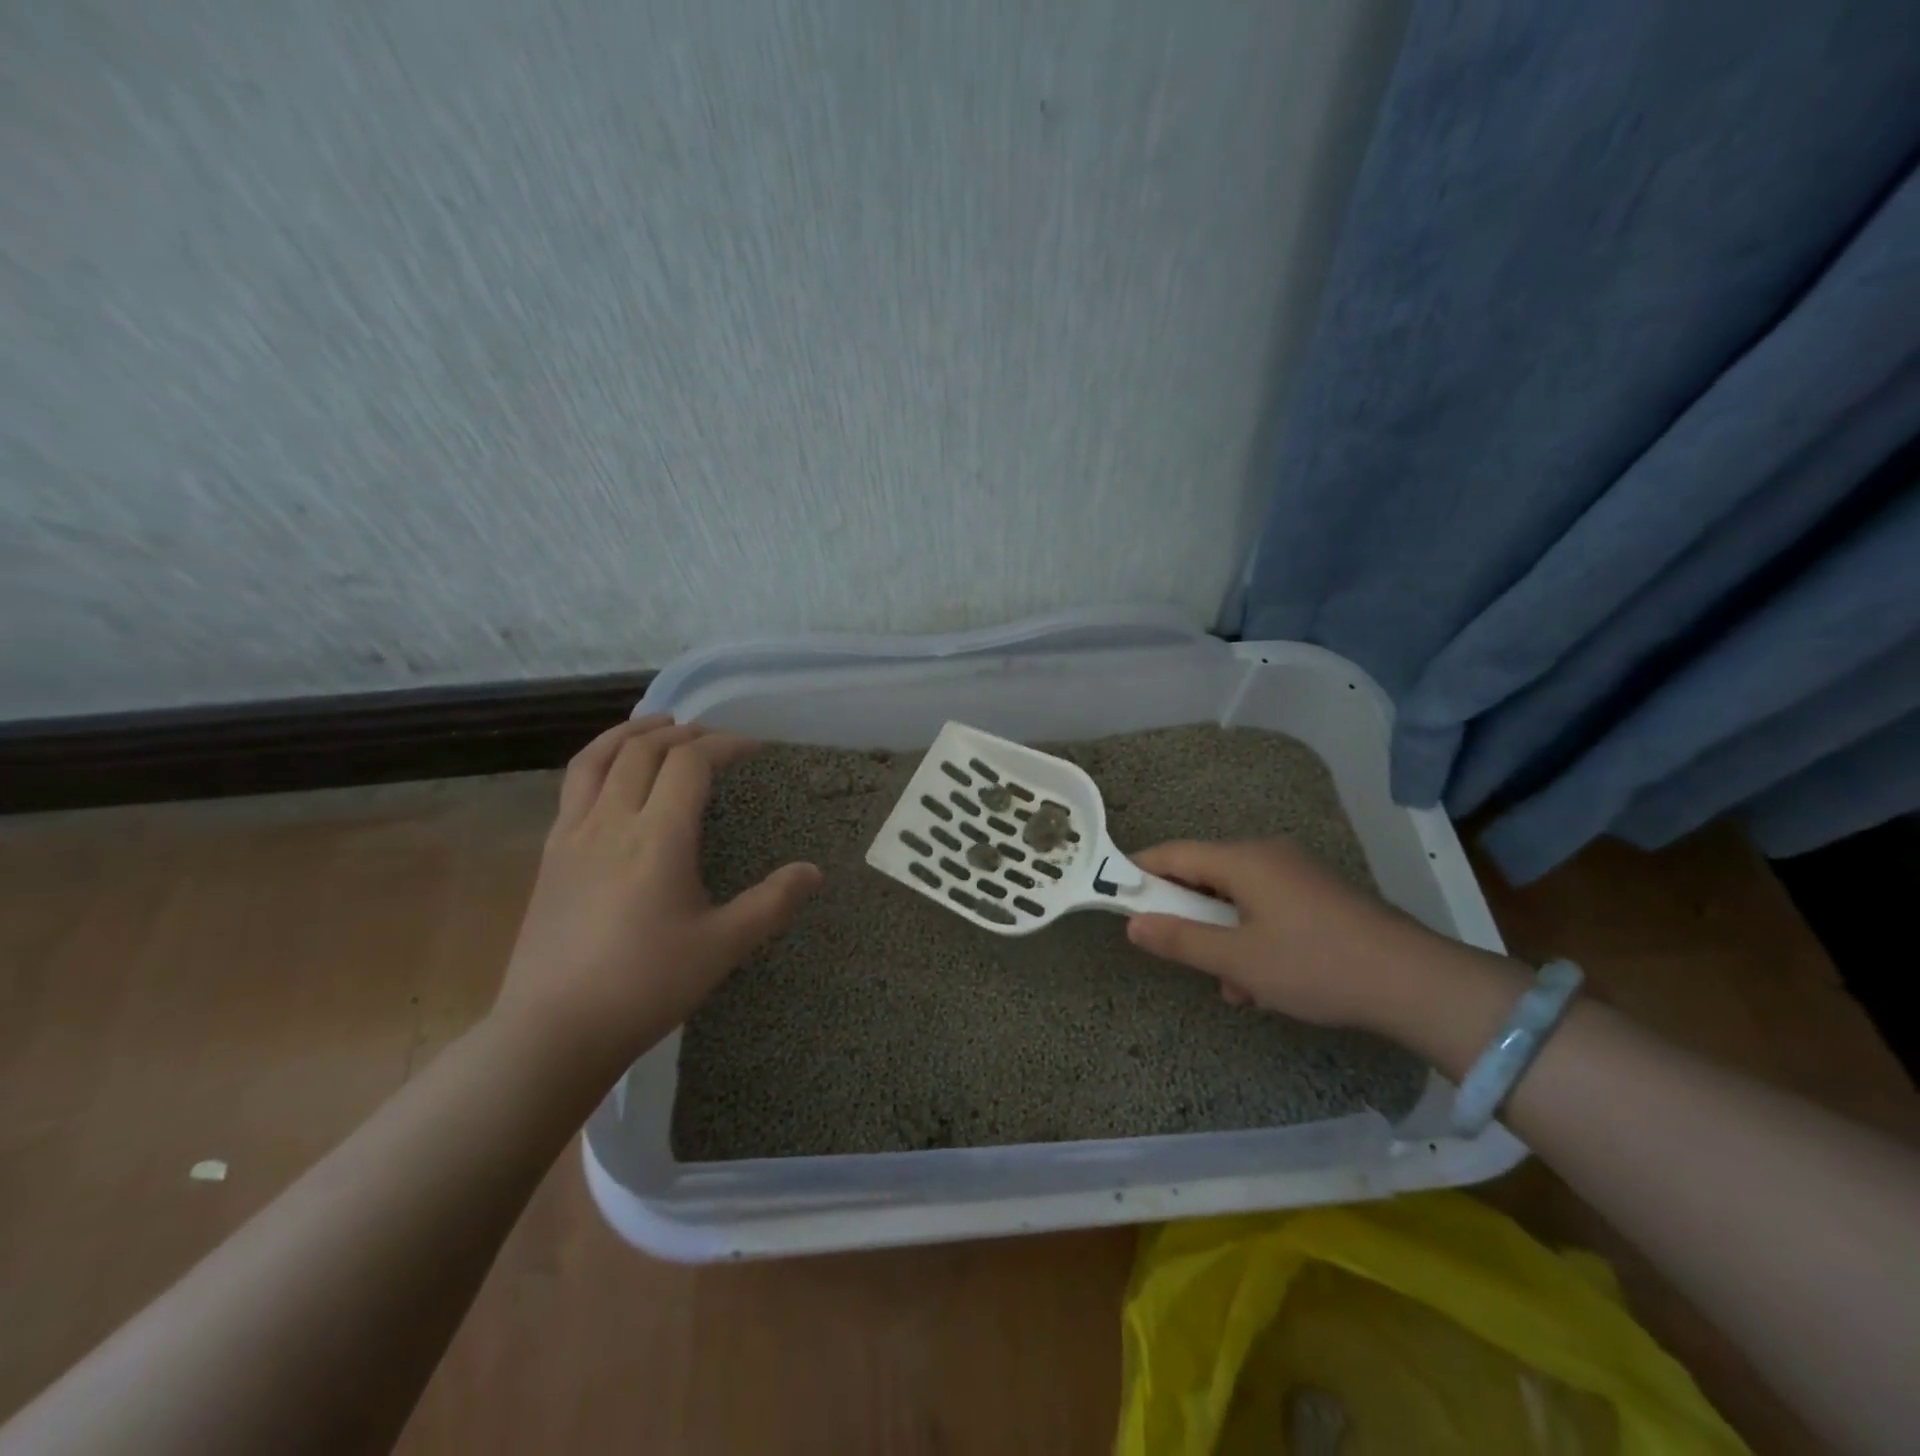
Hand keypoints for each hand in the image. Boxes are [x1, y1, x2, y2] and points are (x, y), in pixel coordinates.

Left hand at [492, 716, 821, 1070]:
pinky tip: (613, 776)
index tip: (752, 748)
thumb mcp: (722, 947)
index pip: (690, 763)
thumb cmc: (646, 986)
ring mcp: (573, 835)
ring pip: (599, 758)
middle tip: (713, 738)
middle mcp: (612, 821)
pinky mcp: (550, 855)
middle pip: (644, 749)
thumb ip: (772, 903)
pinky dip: (601, 759)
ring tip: (658, 725)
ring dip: (633, 732)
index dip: (724, 745)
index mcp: (658, 838)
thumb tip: (814, 872)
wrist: (553, 1031)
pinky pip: (574, 785)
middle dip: (684, 733)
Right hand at [1125, 838, 1477, 1029]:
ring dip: (1225, 937)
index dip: (1140, 873)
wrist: (1415, 983)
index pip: (1173, 854)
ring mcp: (1298, 874)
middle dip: (1190, 917)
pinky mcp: (1320, 896)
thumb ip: (1180, 940)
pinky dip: (1254, 937)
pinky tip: (1266, 983)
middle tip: (1184, 956)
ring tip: (1235, 986)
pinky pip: (1267, 908)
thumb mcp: (1238, 960)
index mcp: (1243, 860)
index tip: (1116, 897)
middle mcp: (1268, 855)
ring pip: (1238, 899)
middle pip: (1206, 876)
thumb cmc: (1315, 965)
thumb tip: (1133, 924)